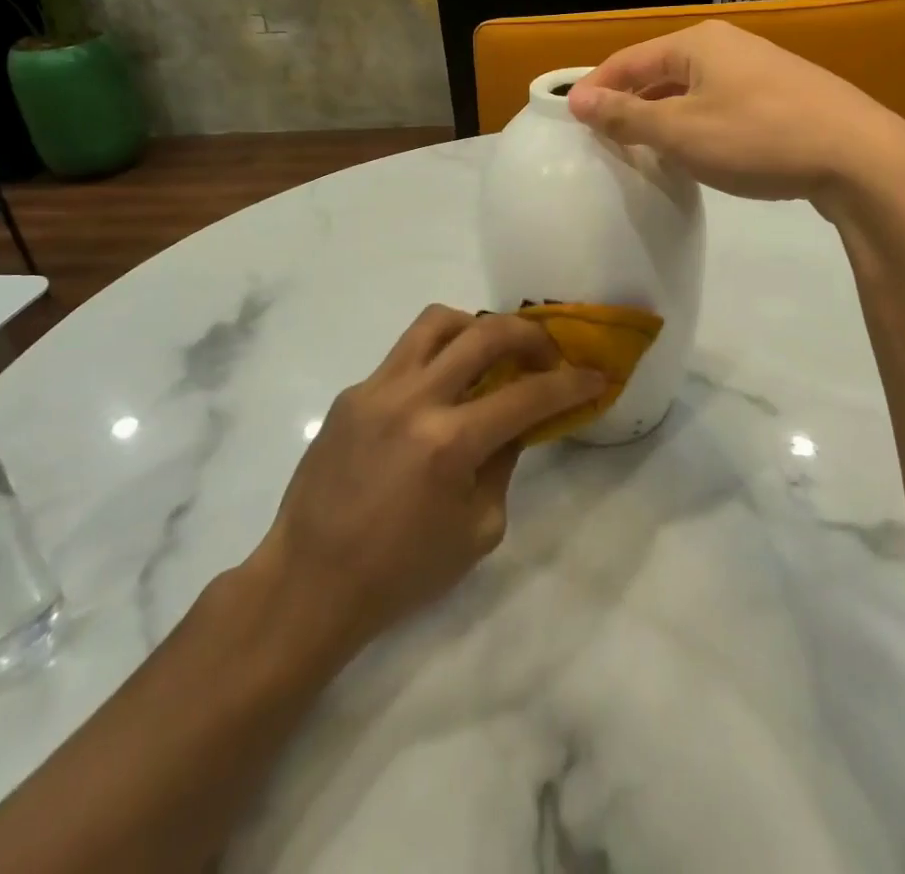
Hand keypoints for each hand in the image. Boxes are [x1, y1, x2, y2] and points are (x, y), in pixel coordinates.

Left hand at [249, 307, 604, 666]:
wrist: (310, 581)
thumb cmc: (401, 571)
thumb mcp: (476, 530)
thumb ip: (503, 464)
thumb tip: (516, 422)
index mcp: (449, 443)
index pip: (527, 396)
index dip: (570, 383)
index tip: (594, 376)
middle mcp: (413, 400)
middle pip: (485, 333)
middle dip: (529, 335)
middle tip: (545, 354)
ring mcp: (376, 389)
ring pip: (436, 322)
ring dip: (476, 328)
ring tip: (490, 354)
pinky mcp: (352, 393)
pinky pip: (403, 356)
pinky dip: (434, 362)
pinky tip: (437, 397)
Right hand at [566, 20, 904, 211]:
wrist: (858, 157)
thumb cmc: (757, 138)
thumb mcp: (681, 132)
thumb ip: (627, 116)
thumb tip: (578, 99)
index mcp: (696, 44)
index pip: (628, 60)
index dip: (596, 89)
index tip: (572, 122)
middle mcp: (726, 46)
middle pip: (660, 72)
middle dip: (630, 104)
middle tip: (605, 140)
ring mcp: (759, 69)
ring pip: (692, 90)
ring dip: (663, 117)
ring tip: (643, 150)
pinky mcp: (782, 96)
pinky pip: (721, 104)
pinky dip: (696, 124)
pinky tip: (696, 152)